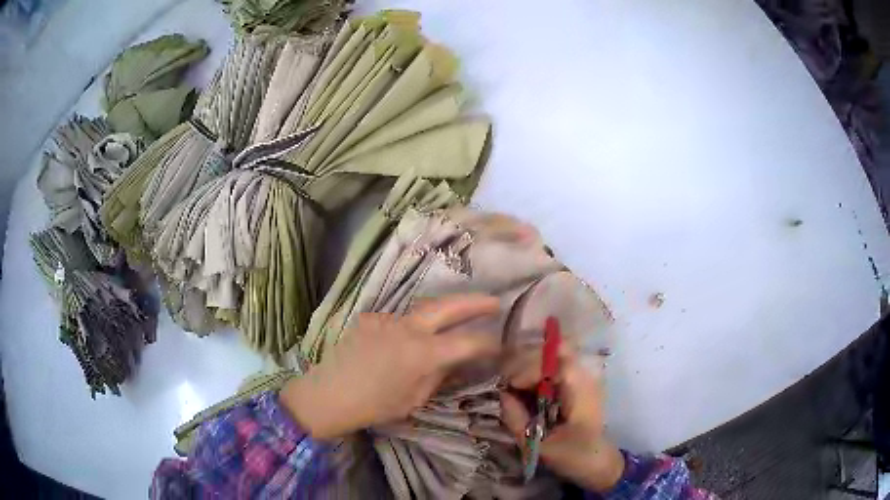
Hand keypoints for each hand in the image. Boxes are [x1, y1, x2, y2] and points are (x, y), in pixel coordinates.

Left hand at [280, 294, 500, 439]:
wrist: (329, 394)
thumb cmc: (375, 405)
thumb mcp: (414, 399)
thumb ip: (438, 376)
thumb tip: (454, 362)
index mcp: (423, 353)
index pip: (467, 342)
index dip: (489, 342)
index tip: (501, 343)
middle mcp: (408, 328)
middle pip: (448, 306)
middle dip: (475, 302)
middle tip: (494, 302)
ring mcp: (387, 319)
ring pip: (422, 310)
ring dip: (442, 313)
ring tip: (454, 319)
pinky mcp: (371, 318)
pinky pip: (398, 320)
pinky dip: (410, 328)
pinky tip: (405, 342)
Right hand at [500, 345, 623, 491]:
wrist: (599, 464)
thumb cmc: (573, 456)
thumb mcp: (539, 444)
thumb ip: (517, 419)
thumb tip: (502, 395)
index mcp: (579, 387)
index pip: (550, 361)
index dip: (526, 370)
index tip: (509, 389)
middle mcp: (584, 374)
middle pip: (551, 352)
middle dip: (525, 366)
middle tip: (508, 388)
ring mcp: (583, 377)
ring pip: (552, 358)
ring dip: (530, 371)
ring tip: (514, 391)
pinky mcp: (579, 384)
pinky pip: (555, 370)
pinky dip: (537, 378)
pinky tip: (527, 395)